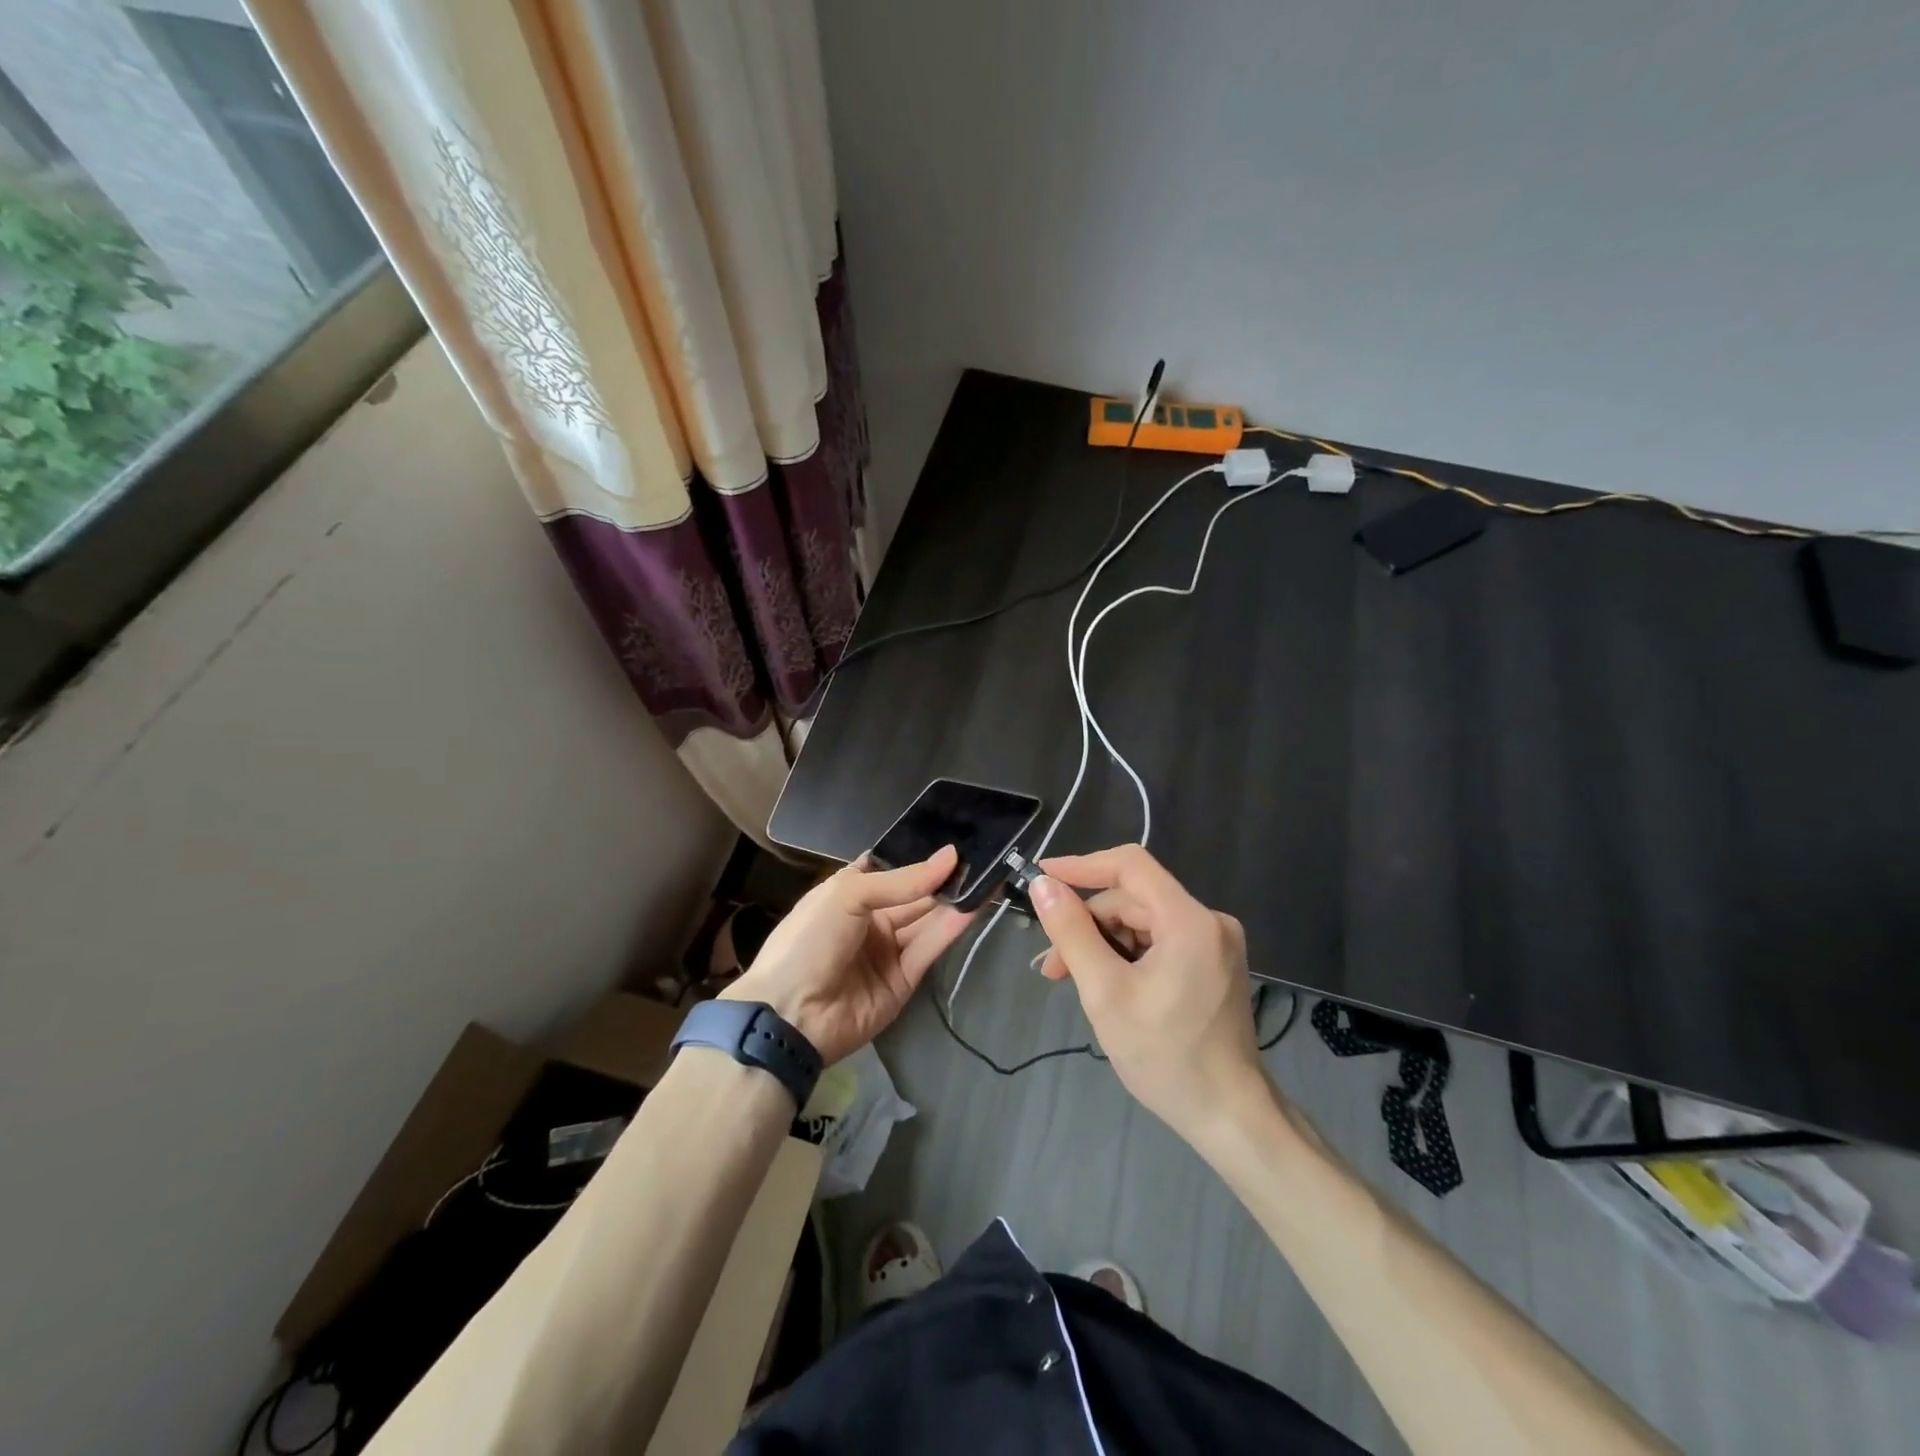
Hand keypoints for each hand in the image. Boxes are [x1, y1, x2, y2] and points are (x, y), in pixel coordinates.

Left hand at [720, 846, 973, 1065]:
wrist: (791, 1015)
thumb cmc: (810, 940)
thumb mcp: (847, 895)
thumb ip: (902, 880)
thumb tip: (950, 856)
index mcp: (849, 892)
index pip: (890, 867)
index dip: (919, 855)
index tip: (954, 838)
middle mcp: (871, 918)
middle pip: (914, 894)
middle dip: (944, 877)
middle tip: (982, 855)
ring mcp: (888, 950)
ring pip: (928, 919)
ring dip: (956, 899)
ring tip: (990, 875)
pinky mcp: (905, 979)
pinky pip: (931, 947)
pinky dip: (953, 927)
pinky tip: (977, 904)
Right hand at [1030, 845, 1264, 1147]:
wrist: (1230, 1117)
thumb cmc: (1166, 1057)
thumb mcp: (1106, 993)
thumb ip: (1072, 933)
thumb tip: (1043, 885)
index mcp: (1189, 921)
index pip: (1130, 865)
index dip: (1082, 866)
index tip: (1041, 878)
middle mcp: (1208, 920)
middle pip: (1132, 899)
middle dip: (1087, 925)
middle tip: (1052, 966)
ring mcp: (1214, 942)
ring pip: (1142, 921)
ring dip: (1102, 944)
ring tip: (1072, 981)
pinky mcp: (1212, 962)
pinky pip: (1158, 940)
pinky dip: (1126, 956)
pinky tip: (1106, 984)